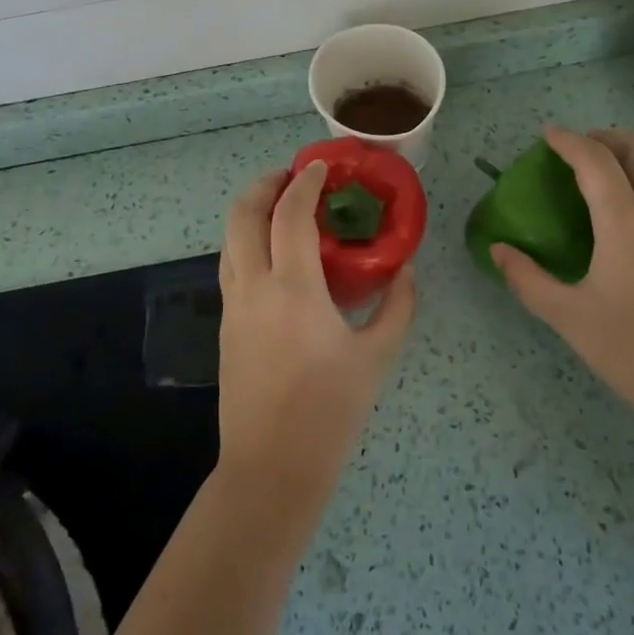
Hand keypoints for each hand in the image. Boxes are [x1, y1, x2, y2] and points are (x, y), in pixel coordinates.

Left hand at [214, 161, 416, 523]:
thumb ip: (398, 307)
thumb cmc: (330, 411)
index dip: (305, 183)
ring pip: (229, 238)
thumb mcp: (376, 356)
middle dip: (264, 184)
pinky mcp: (226, 325)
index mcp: (293, 288)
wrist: (272, 467)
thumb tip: (407, 272)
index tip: (321, 167)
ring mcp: (233, 305)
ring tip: (281, 207)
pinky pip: (231, 265)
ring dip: (251, 211)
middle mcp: (254, 286)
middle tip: (292, 177)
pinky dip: (248, 241)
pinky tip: (275, 254)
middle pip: (243, 214)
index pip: (290, 214)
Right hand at [490, 127, 633, 435]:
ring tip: (607, 175)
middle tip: (581, 150)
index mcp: (626, 222)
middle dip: (609, 137)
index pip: (596, 160)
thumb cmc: (632, 351)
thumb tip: (498, 249)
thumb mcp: (568, 317)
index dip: (569, 141)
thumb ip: (527, 278)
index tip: (548, 135)